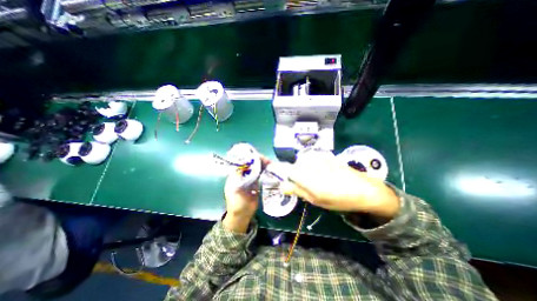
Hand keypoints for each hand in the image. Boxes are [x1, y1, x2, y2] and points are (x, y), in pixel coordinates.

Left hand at [221, 156, 267, 233]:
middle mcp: (242, 175)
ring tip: (270, 164)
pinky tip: (270, 170)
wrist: (242, 216)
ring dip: (263, 165)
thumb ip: (240, 177)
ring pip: (256, 169)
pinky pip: (260, 175)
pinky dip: (265, 172)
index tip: (259, 157)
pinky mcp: (255, 184)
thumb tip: (247, 166)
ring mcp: (249, 179)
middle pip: (251, 164)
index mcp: (235, 175)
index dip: (250, 159)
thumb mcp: (235, 189)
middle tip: (268, 161)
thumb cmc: (237, 203)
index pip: (243, 163)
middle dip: (258, 161)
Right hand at [281, 150, 397, 217]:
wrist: (363, 189)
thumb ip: (297, 190)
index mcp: (305, 175)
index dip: (281, 172)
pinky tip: (321, 173)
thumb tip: (282, 186)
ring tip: (314, 180)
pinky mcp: (325, 155)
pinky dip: (312, 165)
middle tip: (304, 185)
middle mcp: (309, 163)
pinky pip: (312, 159)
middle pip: (294, 165)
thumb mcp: (316, 199)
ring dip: (304, 170)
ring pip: (302, 162)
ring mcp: (318, 157)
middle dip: (295, 174)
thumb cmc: (338, 199)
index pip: (285, 168)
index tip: (284, 179)